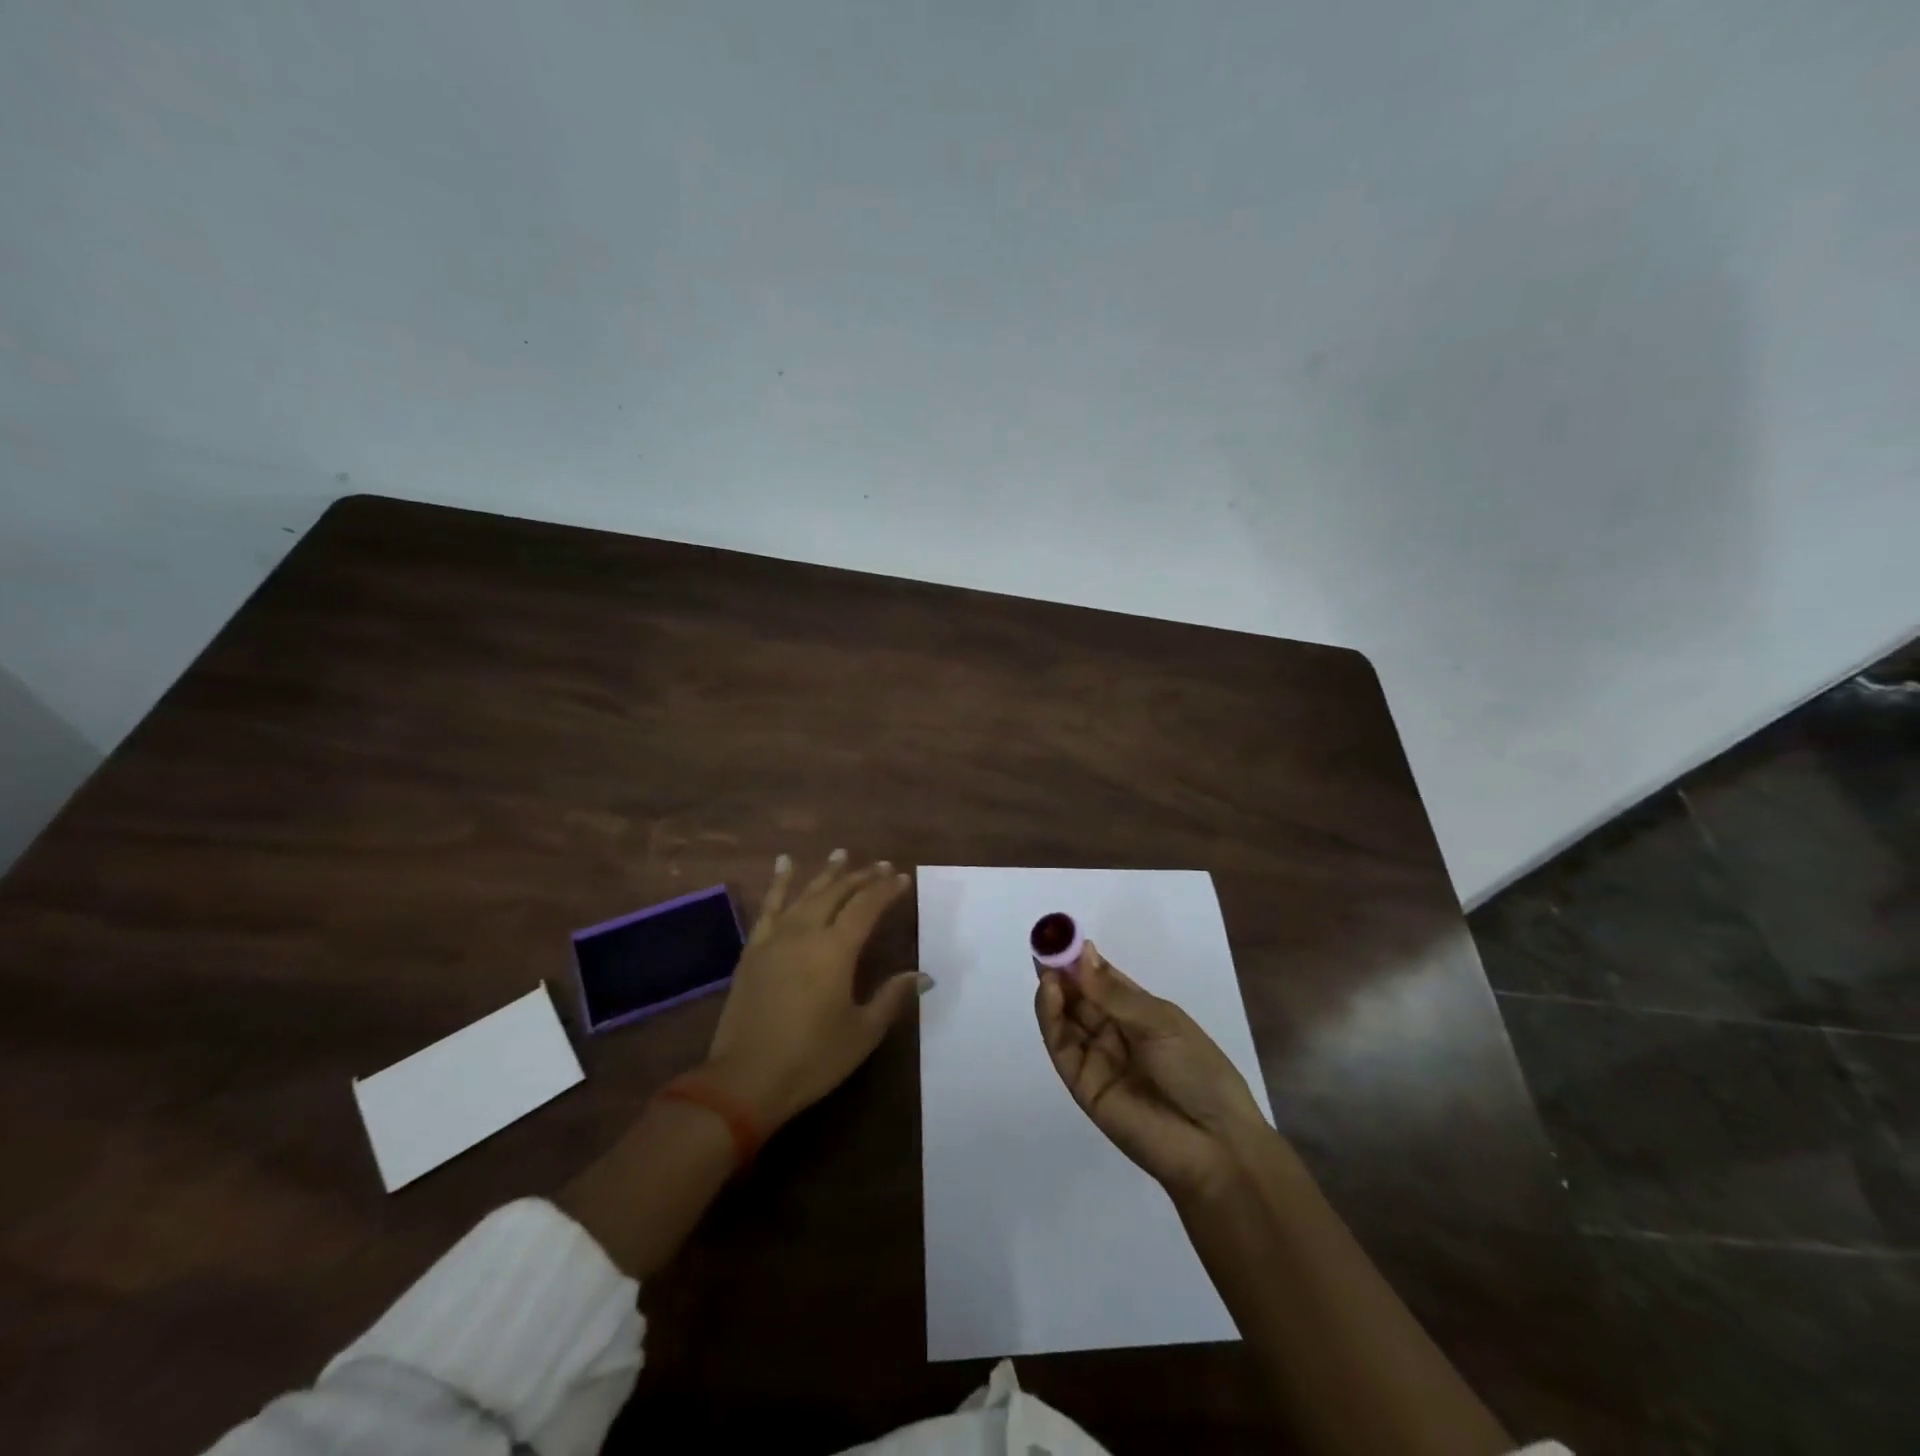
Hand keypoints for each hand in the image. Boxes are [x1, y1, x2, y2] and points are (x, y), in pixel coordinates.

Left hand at [703, 850, 928, 1132]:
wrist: (744, 1080)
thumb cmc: (812, 1059)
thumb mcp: (862, 1032)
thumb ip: (892, 997)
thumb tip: (923, 975)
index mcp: (837, 950)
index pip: (867, 907)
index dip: (885, 890)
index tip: (902, 878)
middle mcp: (806, 933)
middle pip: (837, 893)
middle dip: (860, 877)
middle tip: (879, 865)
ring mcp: (775, 938)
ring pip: (806, 893)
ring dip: (826, 873)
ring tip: (841, 853)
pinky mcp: (753, 950)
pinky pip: (769, 906)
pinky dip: (779, 882)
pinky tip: (784, 863)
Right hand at [1035, 942, 1269, 1197]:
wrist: (1214, 1145)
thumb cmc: (1198, 1071)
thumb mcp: (1161, 1023)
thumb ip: (1115, 993)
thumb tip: (1082, 953)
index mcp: (1141, 1014)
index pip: (1103, 980)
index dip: (1083, 958)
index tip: (1063, 934)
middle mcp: (1115, 1033)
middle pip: (1080, 997)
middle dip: (1062, 971)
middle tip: (1045, 944)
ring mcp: (1097, 1059)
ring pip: (1066, 1019)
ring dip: (1053, 990)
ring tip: (1046, 966)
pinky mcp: (1081, 1084)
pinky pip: (1061, 1046)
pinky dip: (1051, 1017)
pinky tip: (1050, 992)